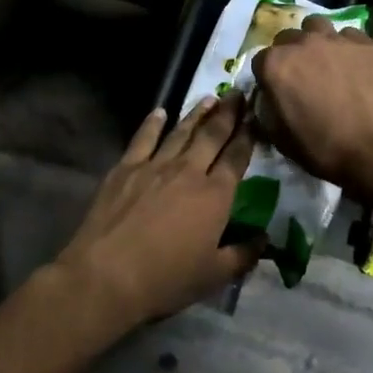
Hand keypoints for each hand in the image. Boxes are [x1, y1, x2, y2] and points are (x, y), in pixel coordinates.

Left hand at [49, 94, 261, 328]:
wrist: (107, 275)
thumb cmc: (166, 279)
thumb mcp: (214, 275)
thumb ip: (243, 255)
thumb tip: (264, 240)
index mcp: (215, 196)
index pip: (237, 158)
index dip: (248, 136)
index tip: (256, 117)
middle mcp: (188, 172)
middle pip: (212, 136)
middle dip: (228, 114)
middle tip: (238, 94)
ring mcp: (154, 166)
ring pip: (181, 132)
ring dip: (197, 114)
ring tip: (209, 98)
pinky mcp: (125, 169)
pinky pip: (143, 139)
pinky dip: (152, 123)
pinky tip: (159, 112)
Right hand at [251, 16, 372, 200]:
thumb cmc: (323, 148)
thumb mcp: (280, 138)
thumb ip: (267, 110)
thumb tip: (268, 98)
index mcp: (276, 65)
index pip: (260, 61)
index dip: (268, 78)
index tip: (277, 92)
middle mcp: (303, 43)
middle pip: (288, 38)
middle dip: (290, 54)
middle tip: (302, 77)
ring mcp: (337, 39)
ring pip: (318, 27)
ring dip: (316, 41)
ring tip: (326, 62)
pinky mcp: (367, 44)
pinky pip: (350, 37)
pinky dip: (347, 48)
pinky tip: (355, 67)